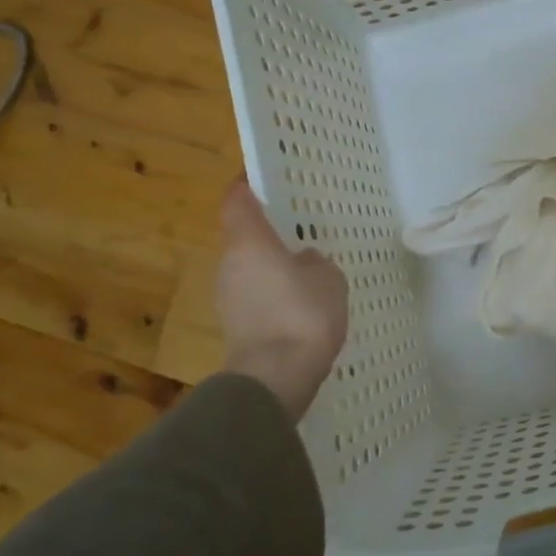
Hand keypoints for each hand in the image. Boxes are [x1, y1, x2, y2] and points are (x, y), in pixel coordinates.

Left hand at [215, 179, 348, 419]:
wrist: (275, 378)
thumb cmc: (303, 314)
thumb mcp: (327, 278)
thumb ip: (314, 262)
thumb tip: (302, 260)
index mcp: (250, 243)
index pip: (237, 201)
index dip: (246, 186)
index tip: (260, 177)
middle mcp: (230, 264)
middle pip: (242, 237)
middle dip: (266, 233)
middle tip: (298, 230)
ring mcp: (227, 297)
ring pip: (249, 269)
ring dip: (270, 267)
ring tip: (305, 271)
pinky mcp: (234, 325)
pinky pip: (254, 296)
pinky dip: (272, 294)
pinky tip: (299, 305)